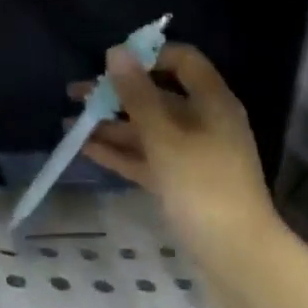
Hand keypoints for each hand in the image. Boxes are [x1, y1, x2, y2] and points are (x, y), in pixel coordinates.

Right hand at [73, 42, 278, 255]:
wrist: (237, 256)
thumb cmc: (203, 185)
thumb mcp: (165, 136)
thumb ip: (137, 94)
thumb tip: (116, 51)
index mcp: (212, 102)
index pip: (183, 61)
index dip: (148, 55)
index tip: (112, 63)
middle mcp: (203, 122)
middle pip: (157, 96)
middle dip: (116, 94)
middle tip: (75, 94)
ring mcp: (192, 154)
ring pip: (147, 130)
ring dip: (111, 125)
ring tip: (70, 124)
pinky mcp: (181, 183)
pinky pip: (146, 158)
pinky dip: (120, 152)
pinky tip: (86, 148)